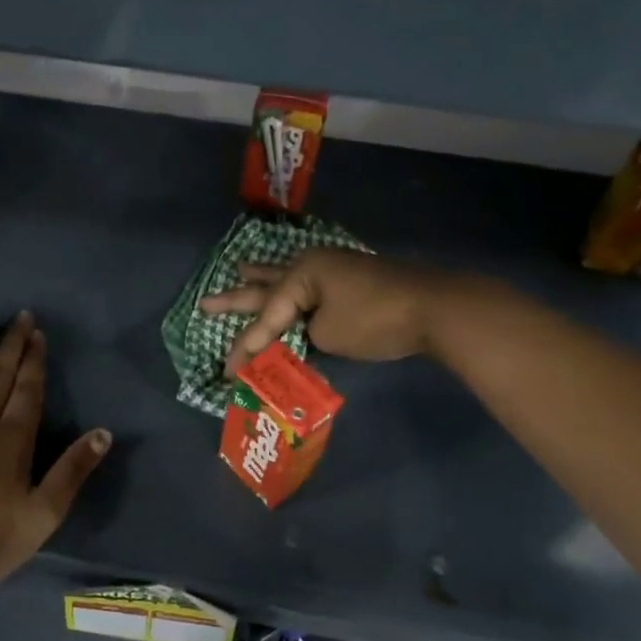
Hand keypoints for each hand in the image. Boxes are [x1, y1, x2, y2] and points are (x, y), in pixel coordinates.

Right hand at [199, 249, 447, 376]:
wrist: (435, 308)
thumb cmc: (376, 319)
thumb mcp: (328, 334)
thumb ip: (303, 335)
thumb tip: (304, 334)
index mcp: (301, 275)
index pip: (265, 318)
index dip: (245, 348)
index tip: (228, 374)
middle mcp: (312, 266)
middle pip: (266, 287)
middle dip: (235, 298)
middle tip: (205, 303)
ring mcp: (334, 271)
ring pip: (287, 280)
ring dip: (262, 279)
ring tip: (241, 269)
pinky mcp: (352, 281)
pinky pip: (309, 287)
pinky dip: (291, 291)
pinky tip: (289, 286)